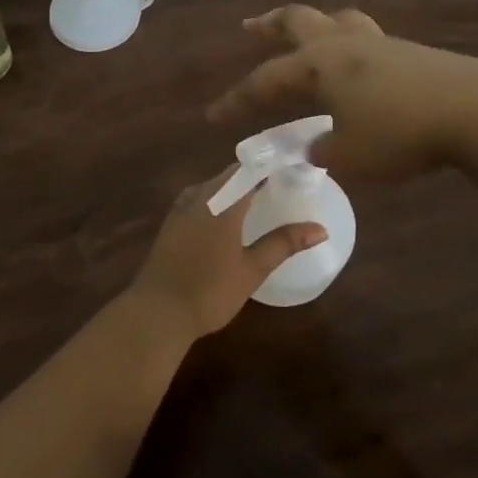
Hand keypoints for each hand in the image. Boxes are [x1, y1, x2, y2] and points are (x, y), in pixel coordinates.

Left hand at [124, 170, 327, 339]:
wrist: (157, 312)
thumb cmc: (209, 290)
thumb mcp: (252, 269)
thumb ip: (284, 243)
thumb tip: (320, 229)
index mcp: (221, 200)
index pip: (250, 169)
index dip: (272, 165)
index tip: (295, 167)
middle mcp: (199, 195)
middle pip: (231, 175)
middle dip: (256, 176)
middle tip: (283, 184)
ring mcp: (180, 208)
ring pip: (213, 186)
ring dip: (235, 188)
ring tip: (260, 198)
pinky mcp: (171, 223)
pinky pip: (199, 199)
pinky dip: (218, 200)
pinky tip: (228, 217)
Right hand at [207, 5, 477, 180]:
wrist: (477, 111)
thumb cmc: (402, 132)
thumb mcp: (352, 154)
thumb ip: (325, 150)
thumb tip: (317, 145)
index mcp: (319, 64)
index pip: (265, 80)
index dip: (237, 99)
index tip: (212, 115)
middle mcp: (343, 44)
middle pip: (297, 21)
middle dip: (269, 25)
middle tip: (250, 27)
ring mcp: (379, 43)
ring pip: (336, 19)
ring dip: (312, 23)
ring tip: (306, 32)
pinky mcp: (410, 52)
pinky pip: (366, 37)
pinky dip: (348, 43)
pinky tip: (357, 64)